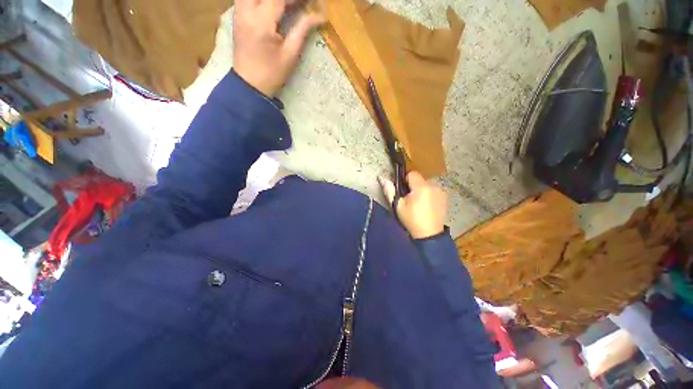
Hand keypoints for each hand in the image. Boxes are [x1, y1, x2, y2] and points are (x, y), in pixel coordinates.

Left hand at [233, 0, 324, 96]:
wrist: (250, 84)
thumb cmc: (272, 73)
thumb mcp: (290, 54)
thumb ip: (303, 30)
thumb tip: (320, 16)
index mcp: (261, 22)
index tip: (314, 2)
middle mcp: (246, 10)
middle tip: (299, 5)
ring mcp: (239, 11)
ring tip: (287, 6)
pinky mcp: (237, 15)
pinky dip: (263, 0)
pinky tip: (273, 7)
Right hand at [379, 171, 447, 238]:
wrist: (428, 235)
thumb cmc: (411, 220)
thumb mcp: (398, 206)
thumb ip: (390, 190)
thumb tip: (382, 178)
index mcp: (421, 187)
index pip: (412, 174)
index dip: (405, 180)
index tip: (403, 191)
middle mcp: (433, 187)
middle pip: (419, 180)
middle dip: (413, 187)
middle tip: (409, 200)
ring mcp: (441, 192)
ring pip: (426, 186)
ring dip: (421, 191)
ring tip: (418, 205)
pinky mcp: (444, 198)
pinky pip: (433, 192)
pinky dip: (428, 196)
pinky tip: (426, 207)